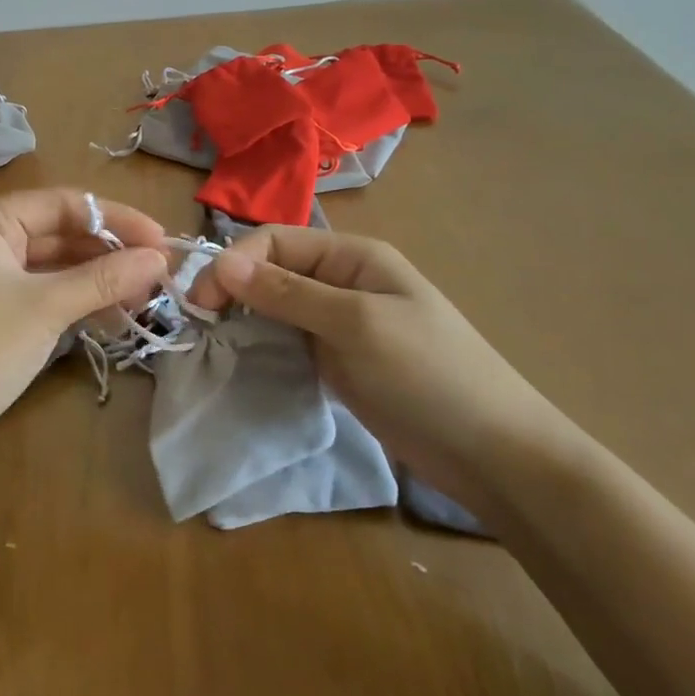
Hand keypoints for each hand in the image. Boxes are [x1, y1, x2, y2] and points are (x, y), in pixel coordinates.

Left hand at [0, 189, 168, 461]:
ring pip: (49, 264)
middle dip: (107, 253)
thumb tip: (159, 259)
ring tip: (142, 298)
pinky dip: (70, 299)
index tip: (161, 242)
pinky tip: (109, 315)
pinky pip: (35, 288)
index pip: (61, 204)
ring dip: (94, 279)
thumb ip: (104, 277)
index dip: (116, 220)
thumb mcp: (46, 308)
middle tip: (156, 273)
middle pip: (55, 232)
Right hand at [188, 227, 574, 513]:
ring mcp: (340, 322)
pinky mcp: (338, 359)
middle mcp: (342, 281)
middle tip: (201, 325)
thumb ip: (288, 293)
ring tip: (215, 342)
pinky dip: (262, 343)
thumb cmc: (428, 375)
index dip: (233, 263)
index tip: (201, 303)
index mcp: (351, 257)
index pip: (275, 241)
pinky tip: (244, 359)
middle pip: (271, 270)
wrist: (493, 454)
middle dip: (233, 289)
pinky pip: (288, 338)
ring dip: (244, 317)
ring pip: (275, 306)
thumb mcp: (355, 325)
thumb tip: (222, 262)